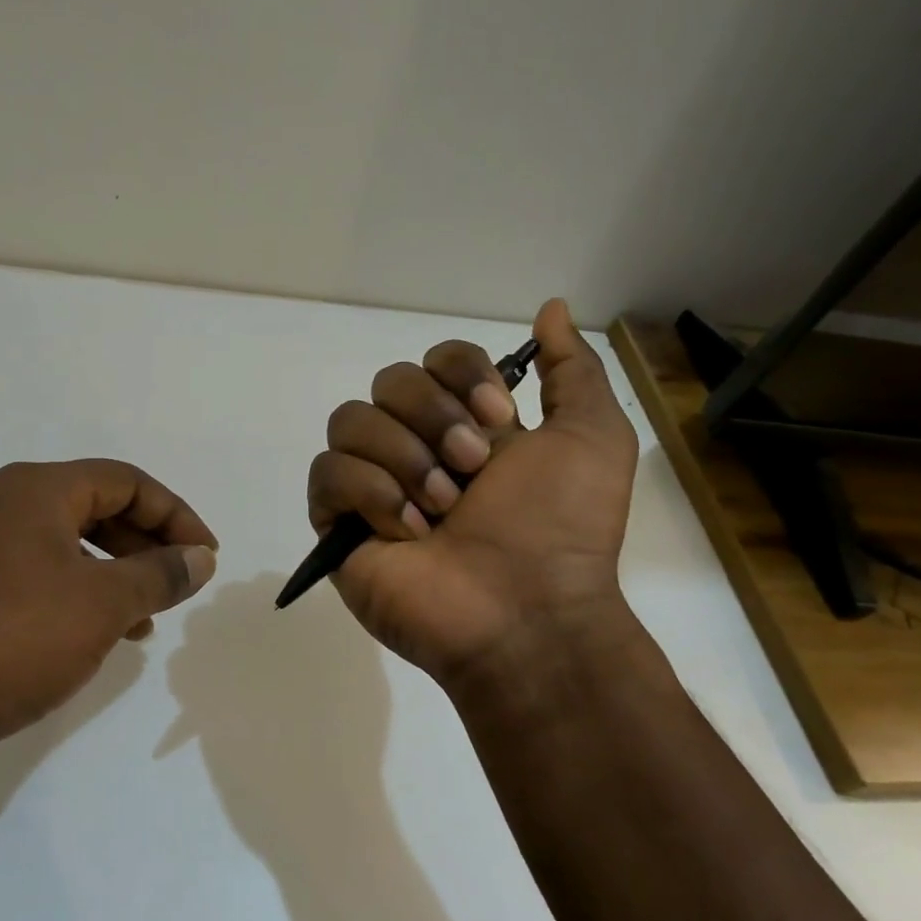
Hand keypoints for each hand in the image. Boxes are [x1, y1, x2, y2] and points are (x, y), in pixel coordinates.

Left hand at [0, 459, 218, 782]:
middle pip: (92, 507)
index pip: (125, 482)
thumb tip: (200, 557)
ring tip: (141, 620)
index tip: (205, 557)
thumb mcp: (103, 606)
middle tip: (176, 585)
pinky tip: (85, 632)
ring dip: (110, 572)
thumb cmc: (12, 642)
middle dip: (144, 545)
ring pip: (60, 542)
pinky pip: (28, 570)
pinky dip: (69, 590)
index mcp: (34, 488)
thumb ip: (160, 575)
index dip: (176, 516)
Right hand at [307, 299, 637, 693]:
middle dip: (432, 418)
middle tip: (472, 469)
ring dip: (404, 459)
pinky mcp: (339, 524)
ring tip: (442, 510)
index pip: (435, 359)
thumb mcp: (592, 437)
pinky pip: (327, 474)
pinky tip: (409, 533)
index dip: (460, 374)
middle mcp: (415, 446)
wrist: (527, 612)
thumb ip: (572, 370)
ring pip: (349, 420)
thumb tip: (552, 307)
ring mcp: (373, 485)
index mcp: (466, 425)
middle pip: (389, 381)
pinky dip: (370, 494)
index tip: (498, 417)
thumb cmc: (562, 527)